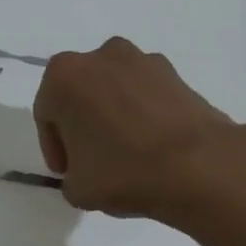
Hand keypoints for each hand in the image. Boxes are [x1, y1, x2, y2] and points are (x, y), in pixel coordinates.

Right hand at [34, 37, 245, 221]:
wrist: (199, 166)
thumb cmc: (123, 171)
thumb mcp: (76, 188)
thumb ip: (70, 176)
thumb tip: (86, 171)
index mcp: (63, 76)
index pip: (46, 114)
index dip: (54, 147)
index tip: (67, 172)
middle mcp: (100, 56)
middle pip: (80, 94)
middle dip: (82, 124)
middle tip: (92, 159)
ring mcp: (142, 60)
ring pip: (114, 90)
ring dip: (113, 115)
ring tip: (126, 153)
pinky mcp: (176, 73)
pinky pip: (145, 94)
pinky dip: (143, 114)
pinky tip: (152, 146)